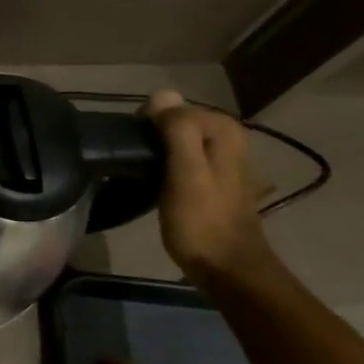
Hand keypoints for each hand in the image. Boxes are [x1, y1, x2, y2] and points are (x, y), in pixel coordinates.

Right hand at [145, 90, 275, 281]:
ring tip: (142, 174)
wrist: (228, 270)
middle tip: (136, 164)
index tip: (135, 150)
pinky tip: (157, 183)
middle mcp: (228, 137)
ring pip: (177, 140)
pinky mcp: (213, 179)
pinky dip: (167, 165)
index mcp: (223, 130)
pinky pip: (183, 157)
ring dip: (157, 152)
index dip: (148, 124)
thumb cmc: (202, 222)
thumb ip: (177, 130)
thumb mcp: (185, 173)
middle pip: (176, 122)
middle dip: (153, 136)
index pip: (172, 106)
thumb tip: (161, 93)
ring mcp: (223, 159)